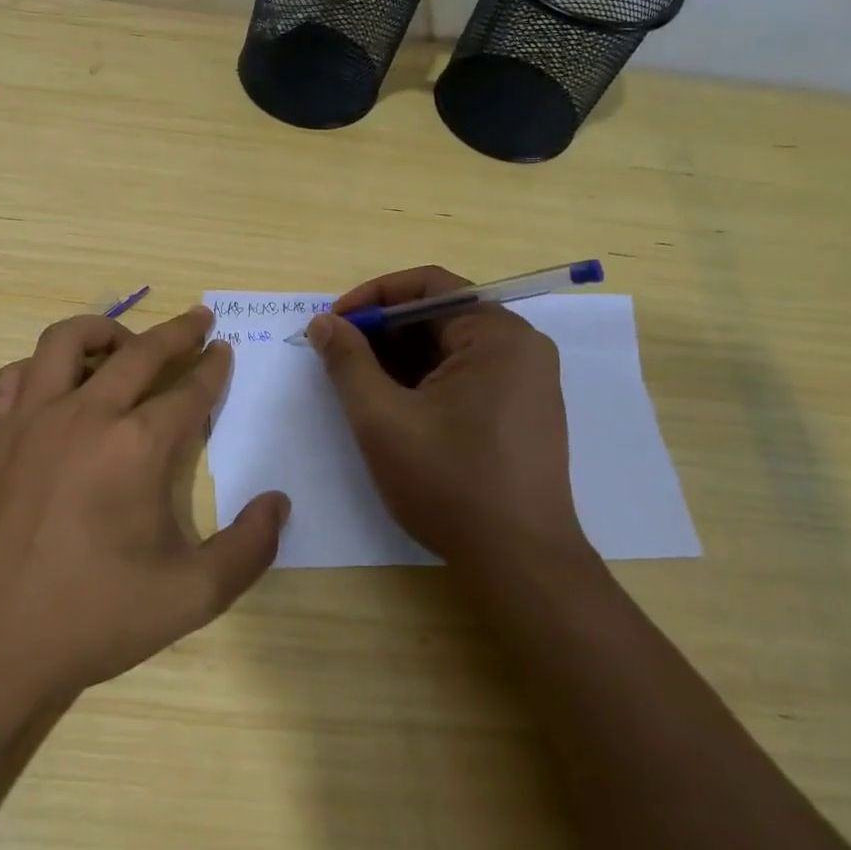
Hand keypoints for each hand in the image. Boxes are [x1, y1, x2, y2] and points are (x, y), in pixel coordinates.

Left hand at [0, 306, 287, 704]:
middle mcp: (85, 415)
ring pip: (67, 341)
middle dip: (176, 331)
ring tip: (124, 343)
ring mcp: (30, 419)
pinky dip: (44, 366)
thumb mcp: (190, 597)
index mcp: (137, 446)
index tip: (223, 350)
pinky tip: (54, 385)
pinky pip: (18, 376)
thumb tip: (279, 502)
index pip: (188, 391)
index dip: (212, 368)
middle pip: (139, 352)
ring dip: (105, 332)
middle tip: (198, 319)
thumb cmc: (90, 620)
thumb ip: (249, 549)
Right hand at [307, 265, 589, 568]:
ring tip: (358, 386)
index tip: (332, 324)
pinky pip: (465, 375)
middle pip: (439, 316)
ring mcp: (527, 381)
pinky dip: (424, 381)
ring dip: (399, 359)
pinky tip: (394, 408)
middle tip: (337, 357)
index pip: (428, 286)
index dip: (372, 297)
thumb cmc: (448, 482)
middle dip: (382, 332)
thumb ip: (347, 361)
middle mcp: (521, 347)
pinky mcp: (523, 412)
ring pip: (449, 348)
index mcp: (497, 335)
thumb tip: (323, 323)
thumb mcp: (381, 418)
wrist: (519, 563)